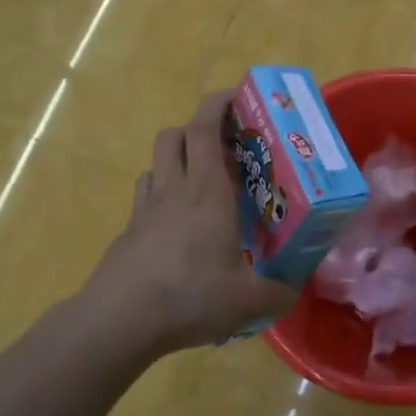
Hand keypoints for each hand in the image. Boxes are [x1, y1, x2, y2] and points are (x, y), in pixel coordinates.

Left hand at [83, 91, 296, 356]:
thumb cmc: (189, 297)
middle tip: (230, 146)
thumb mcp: (248, 301)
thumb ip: (279, 292)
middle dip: (201, 129)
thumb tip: (296, 289)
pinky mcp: (129, 231)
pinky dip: (163, 194)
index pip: (206, 128)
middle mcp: (175, 189)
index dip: (219, 103)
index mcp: (208, 191)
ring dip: (180, 159)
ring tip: (206, 183)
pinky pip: (146, 195)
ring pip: (158, 162)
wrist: (119, 320)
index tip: (239, 95)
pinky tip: (179, 223)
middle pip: (177, 134)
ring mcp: (146, 209)